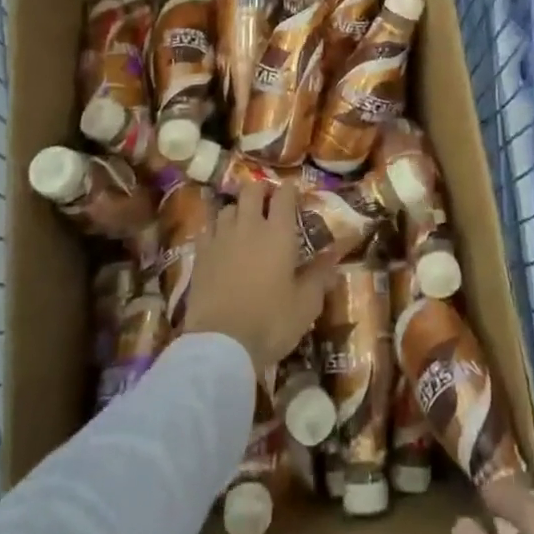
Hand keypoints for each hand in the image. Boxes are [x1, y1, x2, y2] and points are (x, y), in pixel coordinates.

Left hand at [183, 177, 333, 374]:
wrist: (220, 344)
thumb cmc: (270, 322)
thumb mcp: (306, 305)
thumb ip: (319, 277)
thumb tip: (333, 258)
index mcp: (278, 233)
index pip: (283, 196)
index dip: (289, 189)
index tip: (292, 191)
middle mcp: (249, 226)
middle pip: (251, 191)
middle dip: (260, 191)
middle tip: (267, 202)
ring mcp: (221, 238)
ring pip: (228, 208)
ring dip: (237, 209)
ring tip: (242, 222)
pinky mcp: (200, 255)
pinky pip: (207, 229)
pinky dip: (215, 229)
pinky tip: (219, 240)